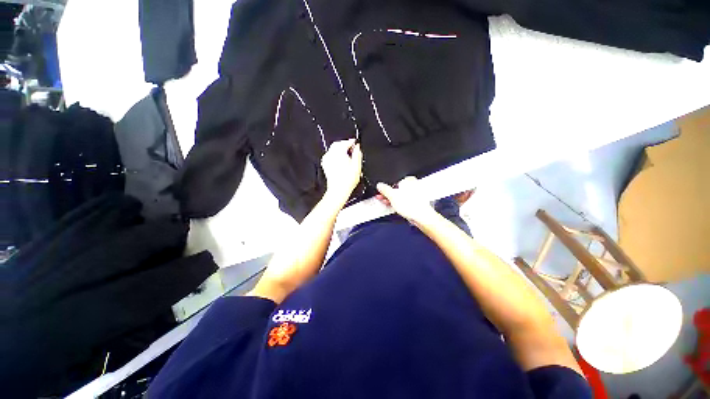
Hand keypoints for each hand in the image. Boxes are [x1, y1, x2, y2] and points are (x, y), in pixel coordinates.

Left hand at [321, 139, 362, 202]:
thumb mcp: (357, 166)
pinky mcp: (325, 164)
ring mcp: (327, 159)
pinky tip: (342, 160)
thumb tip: (357, 147)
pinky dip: (336, 155)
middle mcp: (331, 154)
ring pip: (333, 149)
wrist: (339, 190)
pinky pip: (330, 155)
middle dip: (345, 145)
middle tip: (353, 149)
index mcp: (339, 152)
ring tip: (348, 156)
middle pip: (338, 144)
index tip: (356, 144)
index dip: (352, 142)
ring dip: (340, 150)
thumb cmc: (347, 180)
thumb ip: (358, 154)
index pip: (346, 142)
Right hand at [376, 176, 436, 223]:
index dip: (386, 187)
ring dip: (392, 199)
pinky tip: (393, 206)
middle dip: (388, 194)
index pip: (394, 181)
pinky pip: (404, 200)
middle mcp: (413, 185)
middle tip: (381, 197)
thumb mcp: (392, 196)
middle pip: (397, 189)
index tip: (380, 192)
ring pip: (400, 195)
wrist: (422, 217)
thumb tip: (379, 185)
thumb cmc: (411, 205)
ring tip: (386, 202)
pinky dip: (398, 203)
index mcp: (408, 180)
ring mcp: (415, 194)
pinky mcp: (415, 202)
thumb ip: (384, 189)